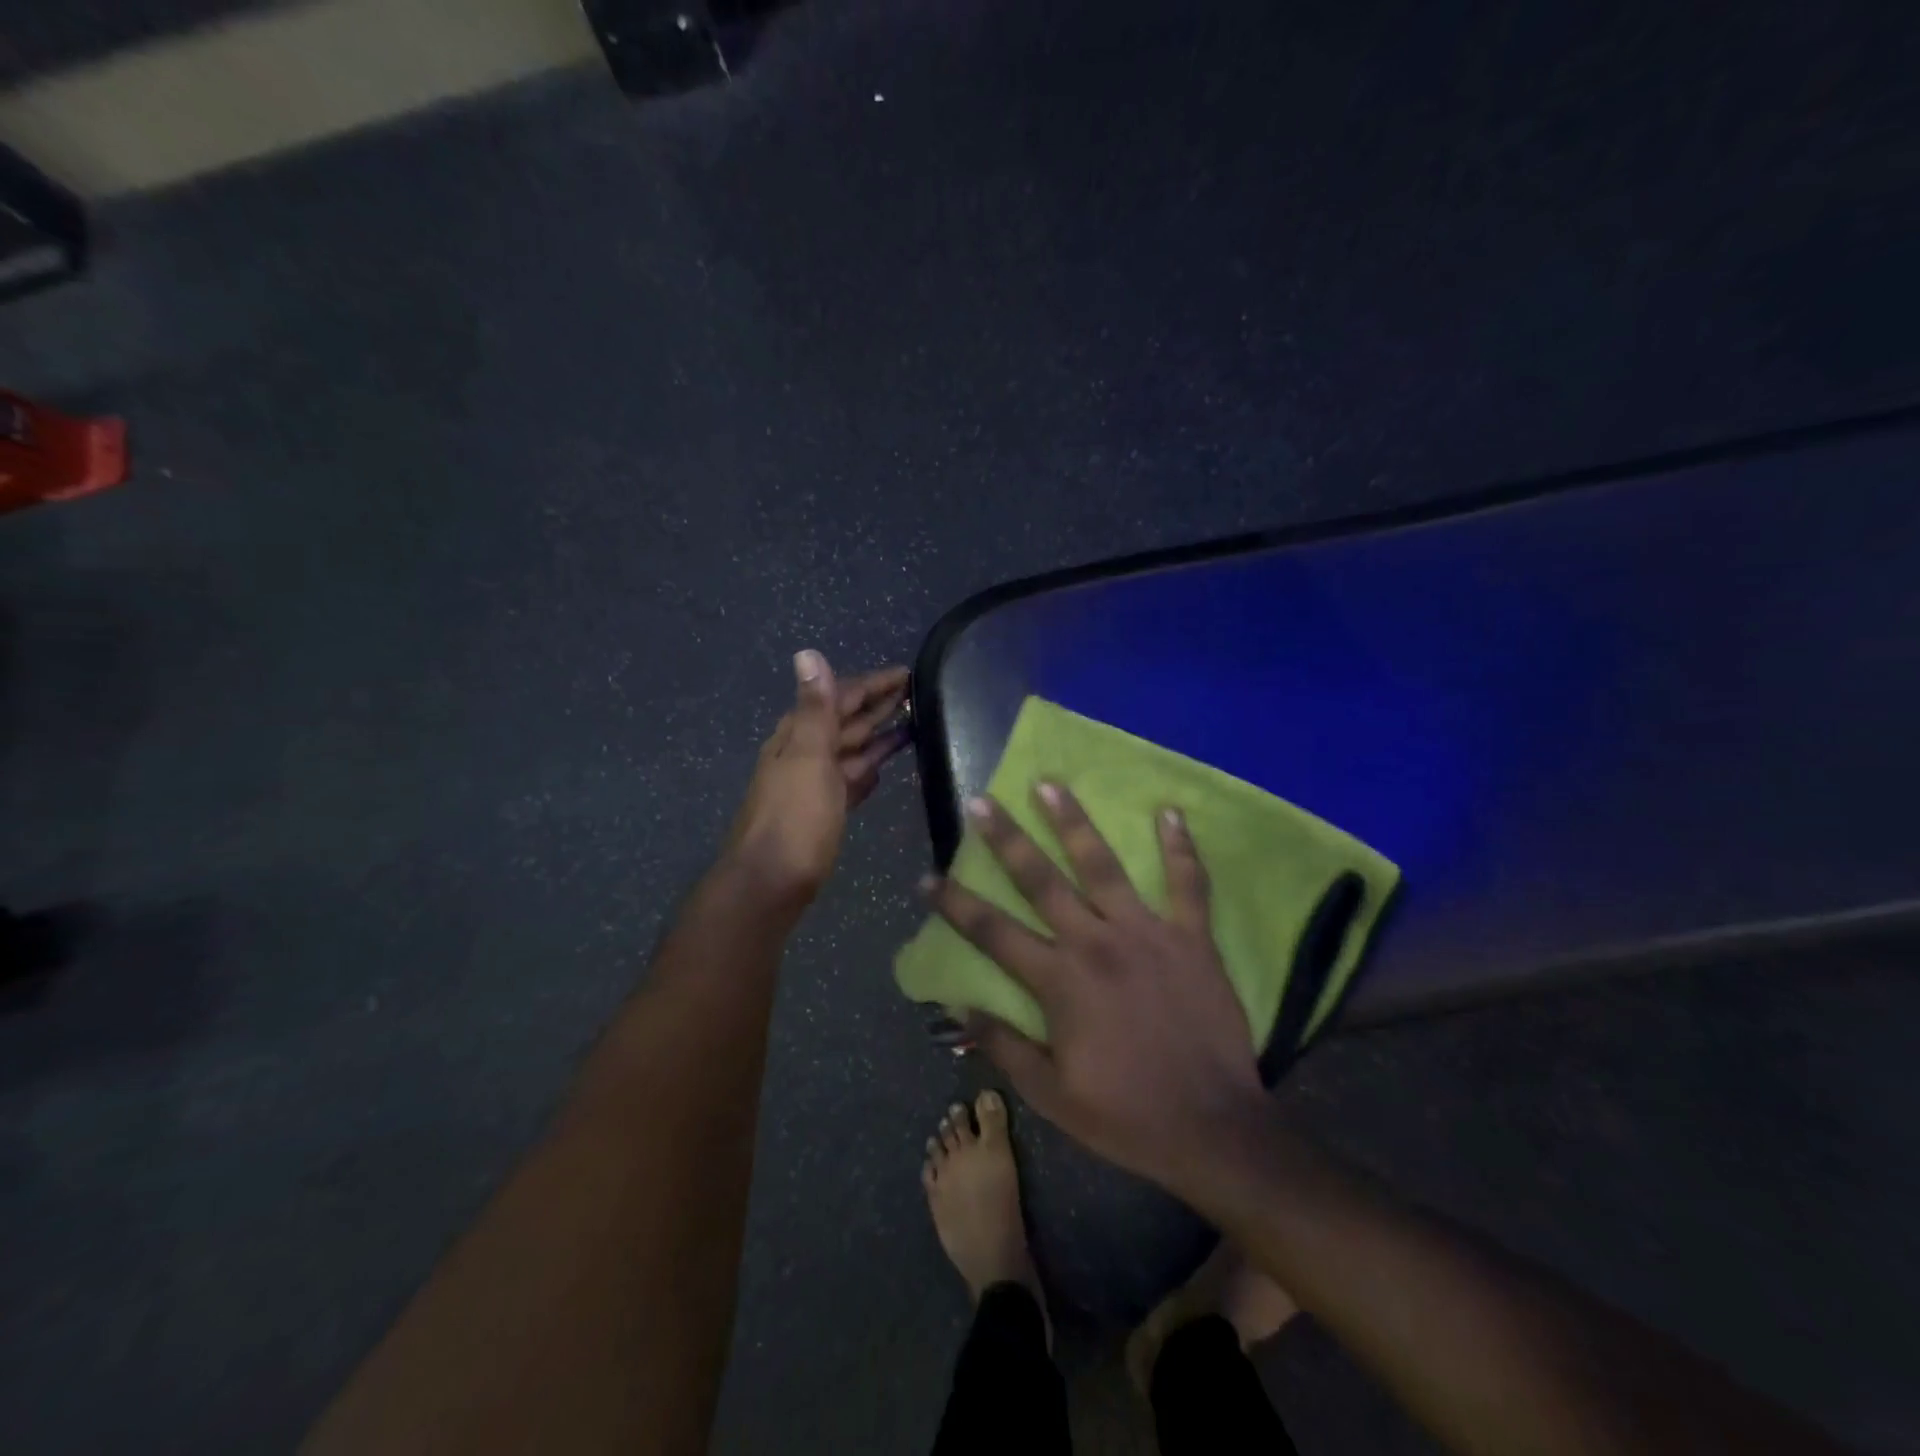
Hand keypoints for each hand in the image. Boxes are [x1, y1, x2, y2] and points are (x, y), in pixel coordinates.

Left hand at [726, 652, 909, 905]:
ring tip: (911, 725)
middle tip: (916, 694)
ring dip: (877, 736)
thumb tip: (807, 653)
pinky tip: (881, 770)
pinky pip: (849, 781)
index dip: (872, 684)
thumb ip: (815, 709)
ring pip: (850, 751)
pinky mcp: (823, 813)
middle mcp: (804, 755)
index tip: (907, 673)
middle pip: (846, 722)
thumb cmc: (794, 820)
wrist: (770, 883)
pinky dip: (866, 771)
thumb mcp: (808, 758)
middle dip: (877, 706)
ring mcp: (813, 785)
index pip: (840, 698)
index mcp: (799, 736)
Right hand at [925, 785, 1264, 1191]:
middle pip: (1041, 881)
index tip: (928, 878)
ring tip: (1050, 785)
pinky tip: (1170, 812)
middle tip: (982, 801)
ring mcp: (1147, 933)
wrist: (1214, 1129)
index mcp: (1060, 980)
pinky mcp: (1192, 937)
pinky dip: (1180, 847)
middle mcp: (1097, 942)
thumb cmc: (1126, 1115)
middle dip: (1006, 839)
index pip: (993, 932)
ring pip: (1103, 865)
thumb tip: (959, 1009)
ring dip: (1074, 823)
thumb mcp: (1051, 1095)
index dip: (955, 904)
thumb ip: (1004, 1046)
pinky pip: (1188, 883)